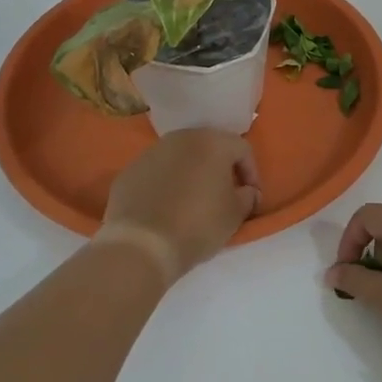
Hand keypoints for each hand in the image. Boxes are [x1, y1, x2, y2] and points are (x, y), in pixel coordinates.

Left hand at [101, 129, 260, 282]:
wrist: (142, 244)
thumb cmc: (198, 225)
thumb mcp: (234, 215)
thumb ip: (247, 197)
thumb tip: (247, 192)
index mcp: (212, 142)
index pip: (242, 149)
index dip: (251, 172)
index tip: (250, 197)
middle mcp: (181, 138)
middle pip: (209, 146)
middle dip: (220, 168)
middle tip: (224, 194)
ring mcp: (151, 152)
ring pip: (180, 157)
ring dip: (191, 173)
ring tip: (193, 200)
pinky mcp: (129, 170)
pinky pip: (156, 172)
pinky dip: (165, 183)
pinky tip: (166, 207)